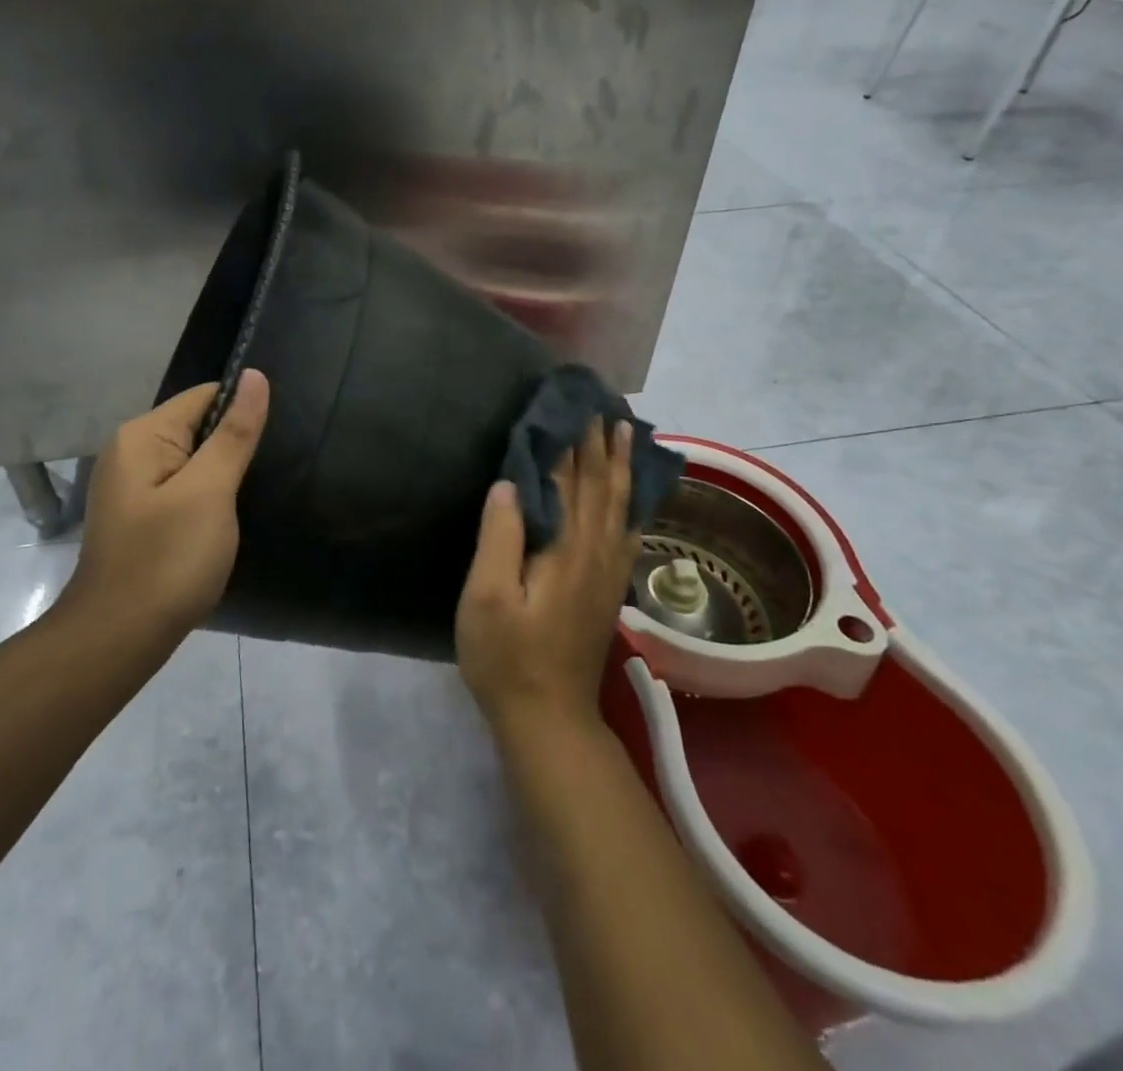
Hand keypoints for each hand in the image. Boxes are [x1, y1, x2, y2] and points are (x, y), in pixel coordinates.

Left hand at [70, 370, 270, 632]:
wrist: (119, 638)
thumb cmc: (168, 559)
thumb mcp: (210, 491)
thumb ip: (234, 433)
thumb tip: (255, 376)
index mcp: (141, 436)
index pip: (204, 396)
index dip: (243, 410)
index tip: (278, 436)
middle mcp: (130, 452)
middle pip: (197, 426)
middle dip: (234, 444)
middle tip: (274, 469)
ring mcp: (132, 487)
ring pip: (193, 461)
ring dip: (223, 473)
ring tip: (257, 492)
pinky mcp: (140, 516)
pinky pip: (182, 488)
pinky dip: (208, 497)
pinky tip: (227, 518)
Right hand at [456, 419, 639, 747]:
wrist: (549, 718)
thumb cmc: (507, 657)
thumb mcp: (486, 598)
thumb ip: (500, 536)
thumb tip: (510, 481)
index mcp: (566, 547)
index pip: (570, 479)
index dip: (571, 440)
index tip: (572, 403)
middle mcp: (595, 552)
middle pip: (602, 485)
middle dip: (601, 443)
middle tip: (602, 404)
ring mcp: (607, 572)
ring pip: (621, 505)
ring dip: (621, 465)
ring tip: (625, 432)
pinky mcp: (608, 590)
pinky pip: (628, 532)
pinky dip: (633, 503)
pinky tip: (636, 497)